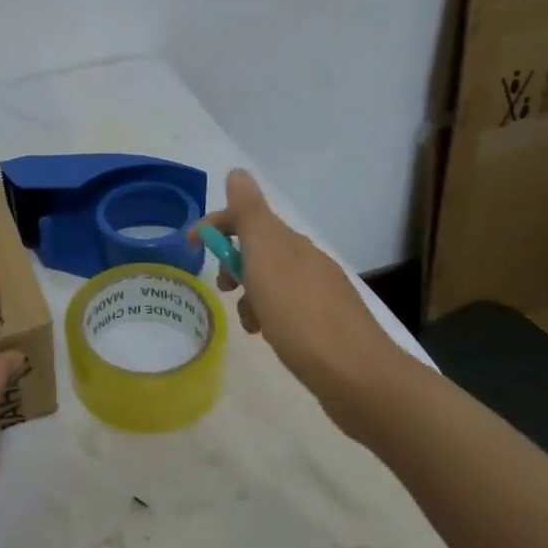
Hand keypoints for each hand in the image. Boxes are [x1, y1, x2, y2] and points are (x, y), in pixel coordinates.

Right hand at [194, 169, 410, 413]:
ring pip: (271, 281)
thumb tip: (238, 172)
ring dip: (250, 294)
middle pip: (259, 249)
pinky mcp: (327, 324)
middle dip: (233, 263)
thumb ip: (249, 213)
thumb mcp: (266, 256)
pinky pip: (286, 308)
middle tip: (223, 288)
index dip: (216, 225)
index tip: (190, 246)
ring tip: (249, 323)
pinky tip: (270, 337)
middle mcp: (307, 261)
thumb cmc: (299, 314)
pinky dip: (269, 316)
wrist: (357, 375)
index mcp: (290, 243)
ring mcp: (320, 293)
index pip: (246, 217)